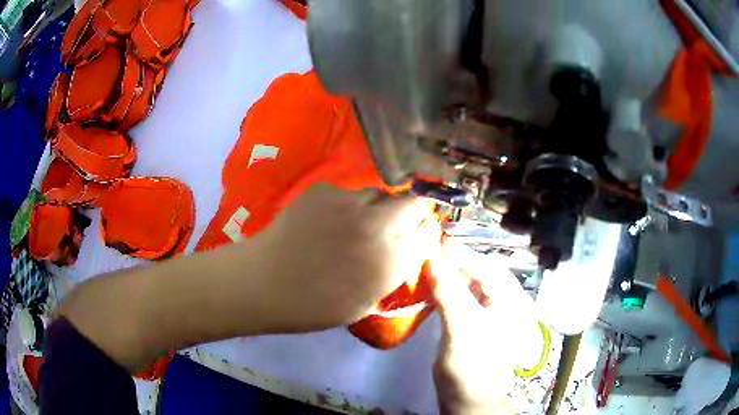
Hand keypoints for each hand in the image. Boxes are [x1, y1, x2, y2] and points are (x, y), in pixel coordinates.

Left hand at [251, 184, 440, 331]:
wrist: (263, 284)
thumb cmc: (313, 306)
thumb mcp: (365, 303)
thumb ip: (394, 274)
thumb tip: (410, 251)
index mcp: (390, 261)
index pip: (429, 232)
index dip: (426, 234)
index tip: (418, 239)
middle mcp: (377, 226)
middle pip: (415, 203)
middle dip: (412, 213)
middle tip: (395, 227)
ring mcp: (349, 203)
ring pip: (382, 194)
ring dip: (380, 208)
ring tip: (359, 223)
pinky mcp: (324, 191)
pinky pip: (350, 193)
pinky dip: (348, 205)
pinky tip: (329, 220)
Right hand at [430, 241, 536, 414]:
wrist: (468, 402)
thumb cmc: (471, 368)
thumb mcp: (461, 330)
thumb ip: (449, 294)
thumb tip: (431, 259)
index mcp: (512, 303)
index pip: (489, 268)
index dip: (463, 254)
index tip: (437, 241)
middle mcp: (507, 304)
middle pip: (482, 274)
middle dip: (458, 262)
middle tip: (431, 251)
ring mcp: (493, 316)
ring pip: (472, 286)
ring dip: (452, 275)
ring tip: (430, 265)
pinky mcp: (478, 325)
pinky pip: (464, 300)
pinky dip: (450, 291)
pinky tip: (435, 287)